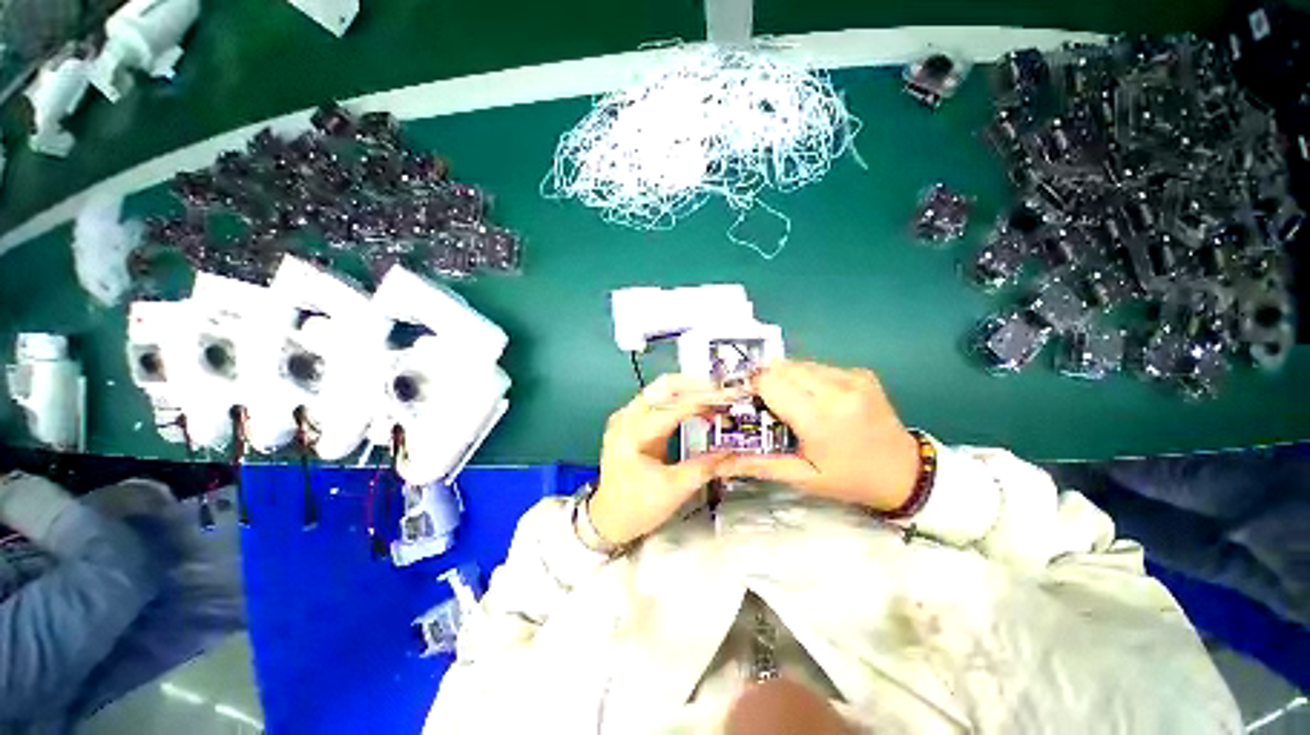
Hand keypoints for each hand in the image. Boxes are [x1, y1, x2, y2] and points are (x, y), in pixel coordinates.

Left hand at [590, 375, 732, 545]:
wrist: (609, 518)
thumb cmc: (636, 507)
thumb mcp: (674, 489)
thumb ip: (704, 467)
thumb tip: (730, 451)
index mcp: (632, 435)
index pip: (672, 408)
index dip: (701, 401)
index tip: (726, 399)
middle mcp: (626, 419)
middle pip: (662, 387)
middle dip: (694, 385)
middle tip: (720, 391)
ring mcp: (627, 417)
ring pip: (660, 389)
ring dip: (688, 390)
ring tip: (713, 396)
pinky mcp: (633, 421)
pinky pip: (658, 400)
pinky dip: (679, 399)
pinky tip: (696, 405)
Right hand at [714, 361, 919, 512]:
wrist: (905, 473)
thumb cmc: (848, 479)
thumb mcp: (801, 478)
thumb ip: (757, 465)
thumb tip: (717, 463)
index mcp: (818, 418)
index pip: (769, 382)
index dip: (752, 388)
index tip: (747, 402)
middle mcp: (835, 389)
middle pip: (782, 367)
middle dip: (767, 381)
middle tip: (766, 404)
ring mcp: (852, 377)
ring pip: (799, 363)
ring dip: (786, 378)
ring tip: (790, 402)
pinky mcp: (861, 373)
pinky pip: (819, 366)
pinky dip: (807, 377)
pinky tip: (815, 398)